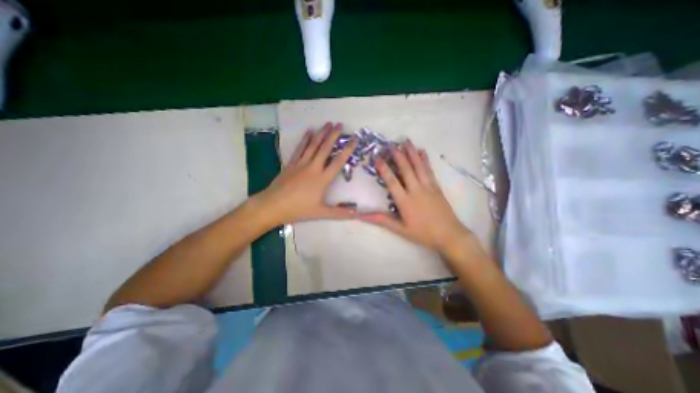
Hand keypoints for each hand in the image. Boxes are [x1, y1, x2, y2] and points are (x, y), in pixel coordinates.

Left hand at [255, 122, 357, 226]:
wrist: (274, 205)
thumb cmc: (299, 209)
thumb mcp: (322, 212)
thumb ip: (340, 213)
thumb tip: (357, 214)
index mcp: (322, 179)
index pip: (338, 161)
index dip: (347, 150)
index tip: (353, 139)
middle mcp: (313, 167)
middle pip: (325, 148)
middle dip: (333, 135)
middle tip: (340, 124)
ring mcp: (301, 164)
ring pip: (313, 145)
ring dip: (321, 133)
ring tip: (327, 123)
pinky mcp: (291, 163)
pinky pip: (300, 148)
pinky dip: (305, 139)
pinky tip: (309, 131)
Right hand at [361, 142, 468, 253]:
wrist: (449, 235)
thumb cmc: (423, 233)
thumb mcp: (400, 229)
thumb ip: (382, 220)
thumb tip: (362, 216)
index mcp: (405, 201)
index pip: (392, 182)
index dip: (384, 169)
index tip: (378, 158)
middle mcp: (416, 190)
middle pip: (406, 169)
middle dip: (398, 156)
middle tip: (391, 144)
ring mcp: (428, 187)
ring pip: (418, 166)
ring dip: (412, 153)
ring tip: (406, 141)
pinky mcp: (437, 187)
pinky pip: (429, 170)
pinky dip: (425, 160)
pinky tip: (422, 151)